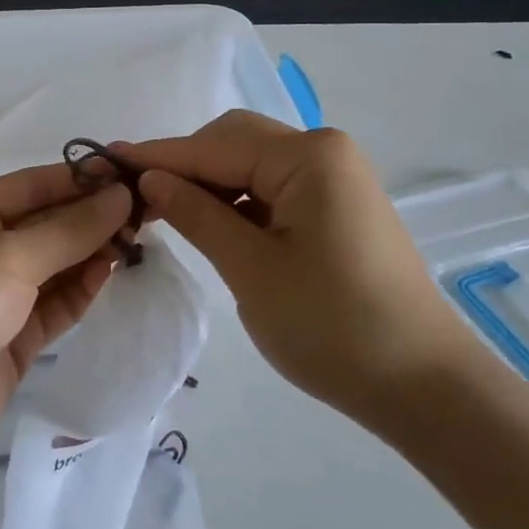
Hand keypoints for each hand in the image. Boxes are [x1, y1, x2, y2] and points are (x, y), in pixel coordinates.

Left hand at [0, 164, 132, 483]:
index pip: (32, 186)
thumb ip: (69, 229)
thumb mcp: (7, 256)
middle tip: (147, 208)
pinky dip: (81, 289)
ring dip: (92, 252)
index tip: (130, 173)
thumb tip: (121, 195)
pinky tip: (110, 271)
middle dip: (91, 217)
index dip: (80, 179)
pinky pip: (53, 306)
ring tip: (138, 237)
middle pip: (45, 225)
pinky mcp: (10, 341)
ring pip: (54, 266)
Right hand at [125, 111, 478, 423]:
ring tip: (165, 214)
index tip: (104, 163)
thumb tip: (150, 179)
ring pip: (252, 166)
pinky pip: (274, 189)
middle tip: (136, 199)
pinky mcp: (338, 206)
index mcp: (308, 156)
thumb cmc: (332, 326)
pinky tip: (213, 227)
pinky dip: (239, 203)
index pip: (213, 147)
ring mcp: (335, 179)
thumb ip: (197, 215)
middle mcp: (324, 152)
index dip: (157, 157)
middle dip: (185, 167)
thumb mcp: (251, 269)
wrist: (424, 385)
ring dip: (210, 185)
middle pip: (235, 143)